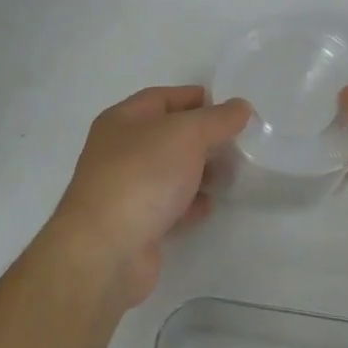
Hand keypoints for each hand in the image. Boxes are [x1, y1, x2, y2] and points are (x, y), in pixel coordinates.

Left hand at [46, 86, 250, 308]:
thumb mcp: (186, 134)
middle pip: (168, 135)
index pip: (163, 98)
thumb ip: (217, 119)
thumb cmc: (143, 175)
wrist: (106, 250)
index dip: (196, 99)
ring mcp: (126, 188)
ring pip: (170, 172)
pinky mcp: (136, 224)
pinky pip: (168, 205)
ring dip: (200, 172)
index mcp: (123, 119)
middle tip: (239, 145)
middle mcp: (120, 150)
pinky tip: (209, 206)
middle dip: (204, 138)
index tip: (232, 109)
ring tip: (232, 175)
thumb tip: (240, 106)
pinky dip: (189, 204)